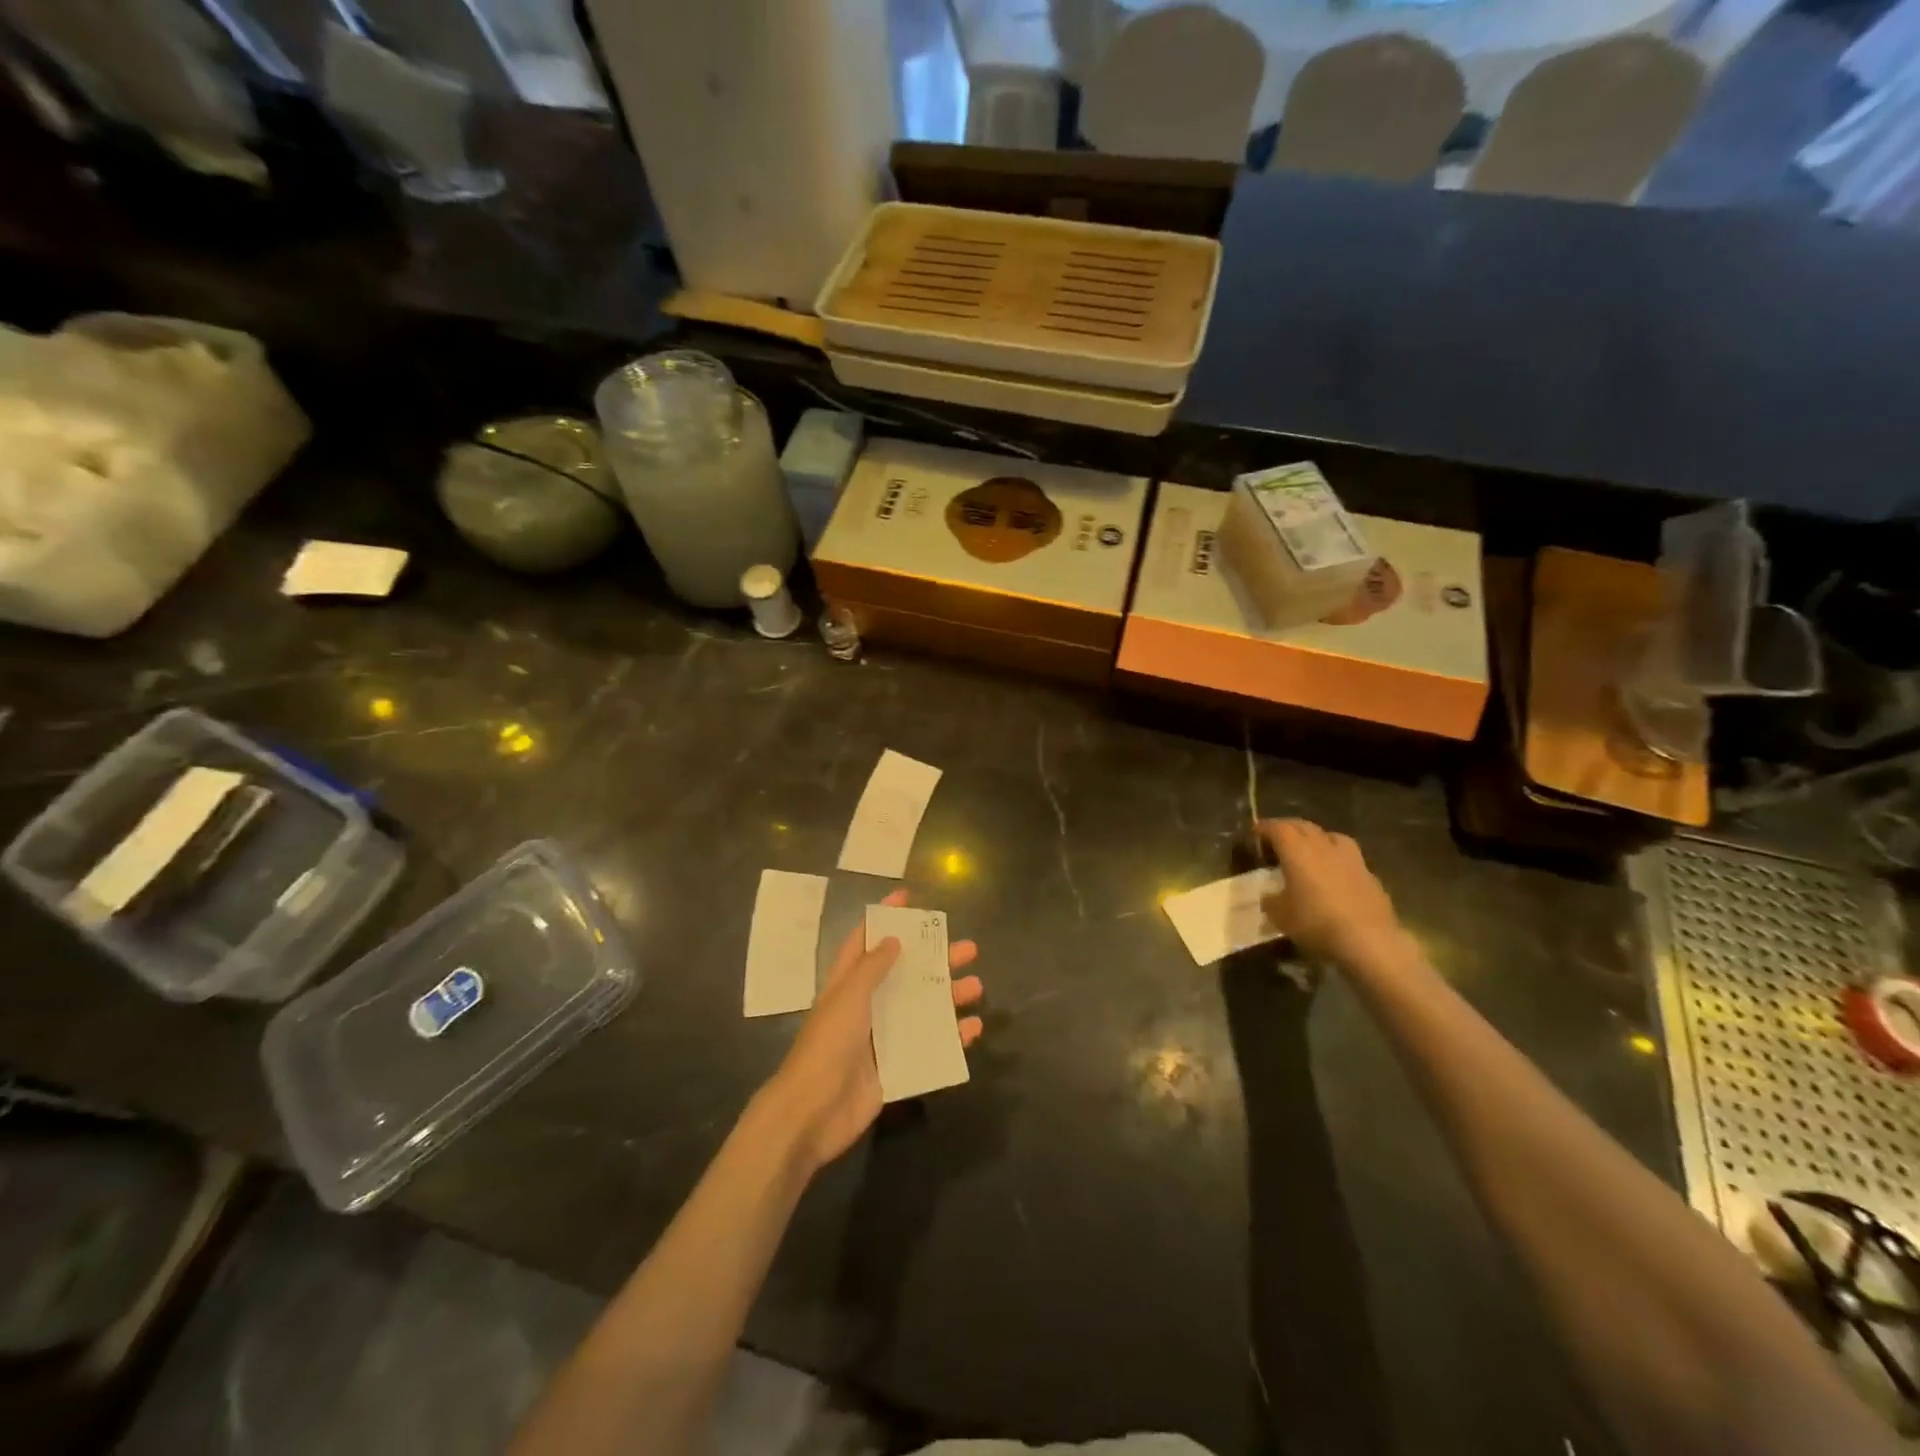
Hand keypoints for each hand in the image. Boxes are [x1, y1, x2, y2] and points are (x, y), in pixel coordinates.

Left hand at [763, 888, 982, 1172]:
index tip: (908, 897)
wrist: (812, 1113)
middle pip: (905, 974)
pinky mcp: (896, 1068)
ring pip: (922, 1009)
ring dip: (949, 996)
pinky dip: (951, 1037)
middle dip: (935, 959)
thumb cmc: (827, 1045)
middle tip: (968, 948)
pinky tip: (973, 1029)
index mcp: (847, 984)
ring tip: (977, 986)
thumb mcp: (848, 997)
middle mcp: (866, 1006)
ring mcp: (882, 1038)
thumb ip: (872, 967)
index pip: (865, 940)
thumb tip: (893, 939)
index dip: (884, 918)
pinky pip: (929, 1047)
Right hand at [1258, 819, 1403, 965]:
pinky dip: (1336, 860)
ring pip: (1331, 836)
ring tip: (1310, 850)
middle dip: (1288, 828)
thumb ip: (1271, 901)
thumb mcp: (1280, 916)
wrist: (1369, 940)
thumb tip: (1270, 897)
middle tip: (1278, 838)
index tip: (1255, 833)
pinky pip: (1348, 858)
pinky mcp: (1369, 876)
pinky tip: (1334, 875)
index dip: (1264, 828)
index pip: (1277, 828)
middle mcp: (1323, 846)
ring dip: (1317, 838)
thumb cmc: (1316, 922)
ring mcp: (1351, 859)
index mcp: (1297, 850)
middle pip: (1304, 826)